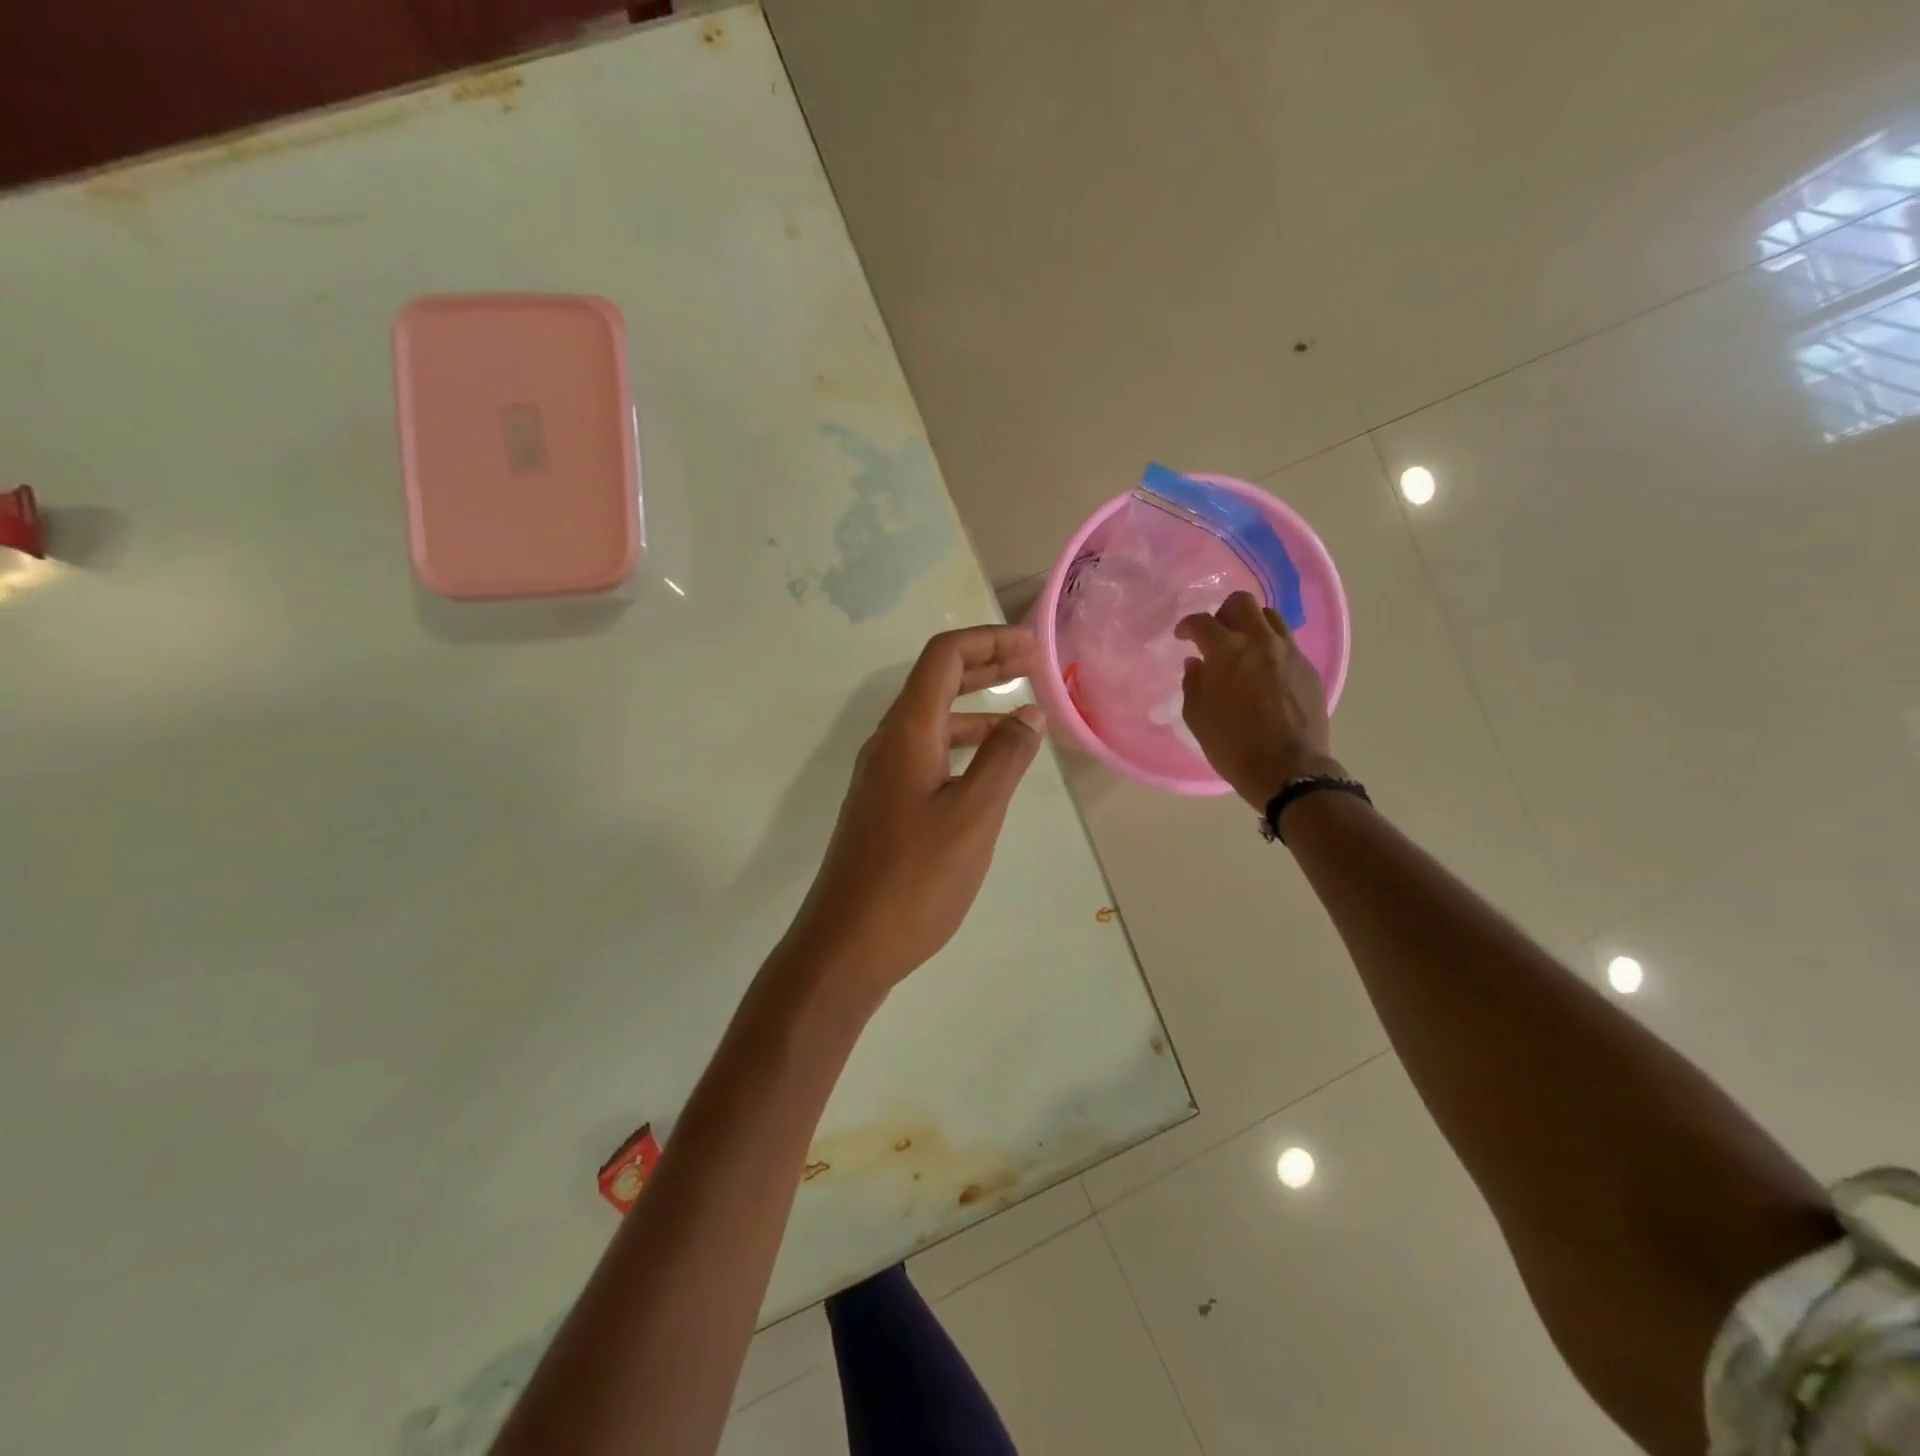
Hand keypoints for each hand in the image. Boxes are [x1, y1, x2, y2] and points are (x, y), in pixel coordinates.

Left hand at [787, 626, 1046, 994]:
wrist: (847, 944)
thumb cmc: (914, 879)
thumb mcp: (973, 816)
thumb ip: (1004, 759)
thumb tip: (1028, 713)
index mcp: (907, 733)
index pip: (944, 657)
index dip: (988, 640)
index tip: (1032, 646)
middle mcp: (889, 743)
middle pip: (936, 682)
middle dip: (985, 665)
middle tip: (1033, 663)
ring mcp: (882, 775)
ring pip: (932, 720)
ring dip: (975, 707)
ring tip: (1022, 714)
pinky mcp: (884, 804)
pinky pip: (927, 753)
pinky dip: (962, 744)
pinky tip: (988, 767)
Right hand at [1175, 591, 1339, 809]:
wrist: (1287, 768)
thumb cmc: (1232, 744)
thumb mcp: (1197, 716)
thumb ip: (1194, 683)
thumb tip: (1197, 664)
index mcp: (1227, 651)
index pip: (1202, 622)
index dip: (1188, 626)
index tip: (1183, 637)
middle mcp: (1261, 641)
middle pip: (1242, 603)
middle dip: (1224, 613)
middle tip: (1216, 634)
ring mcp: (1290, 653)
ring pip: (1270, 618)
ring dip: (1252, 626)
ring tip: (1244, 648)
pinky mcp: (1309, 669)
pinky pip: (1287, 645)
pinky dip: (1271, 649)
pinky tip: (1265, 672)